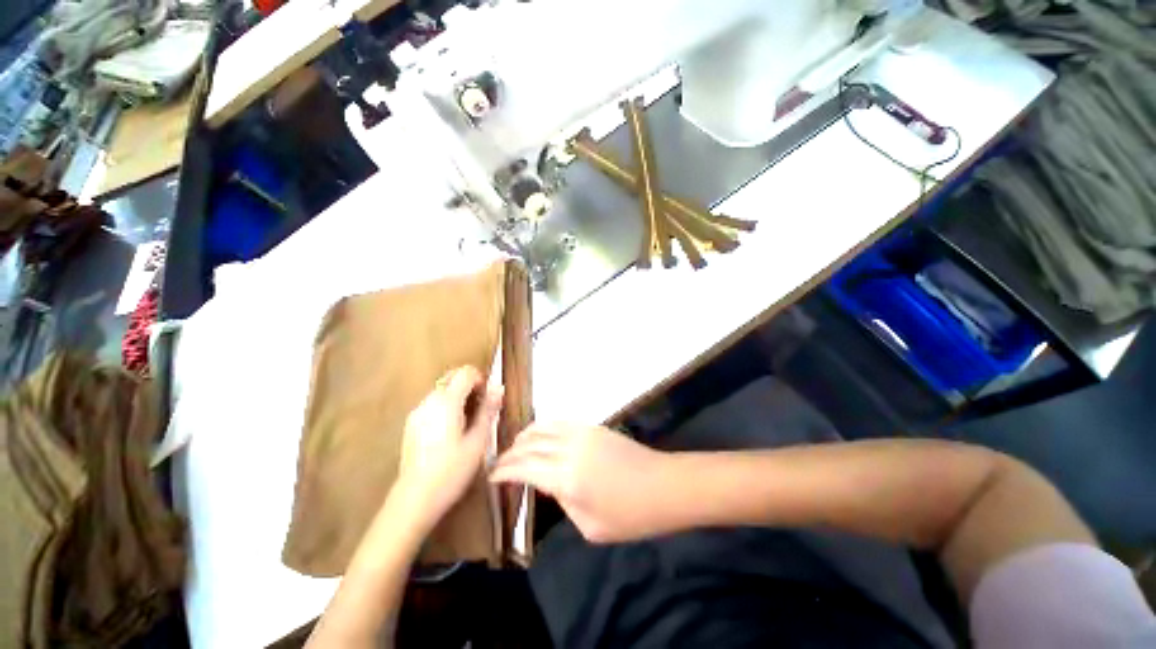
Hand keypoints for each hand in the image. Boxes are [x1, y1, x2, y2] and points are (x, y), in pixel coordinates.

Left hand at [398, 366, 502, 531]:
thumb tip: (499, 388)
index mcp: (447, 402)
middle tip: (481, 408)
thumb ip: (488, 410)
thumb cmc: (452, 469)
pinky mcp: (411, 426)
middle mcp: (429, 401)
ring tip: (468, 422)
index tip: (488, 397)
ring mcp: (417, 413)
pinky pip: (432, 405)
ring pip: (441, 391)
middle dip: (469, 386)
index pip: (465, 373)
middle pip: (451, 378)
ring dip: (457, 396)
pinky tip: (451, 431)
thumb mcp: (478, 440)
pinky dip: (445, 407)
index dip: (481, 379)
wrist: (415, 499)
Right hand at [490, 423, 670, 542]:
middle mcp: (569, 448)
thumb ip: (563, 501)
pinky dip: (543, 427)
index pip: (524, 468)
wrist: (663, 485)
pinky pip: (560, 422)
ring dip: (525, 436)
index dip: (504, 471)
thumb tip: (550, 484)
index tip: (491, 476)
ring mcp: (581, 432)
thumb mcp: (590, 526)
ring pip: (543, 427)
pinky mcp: (592, 426)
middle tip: (500, 463)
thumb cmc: (630, 515)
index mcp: (566, 477)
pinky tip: (541, 436)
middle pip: (530, 444)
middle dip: (510, 453)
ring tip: (515, 447)